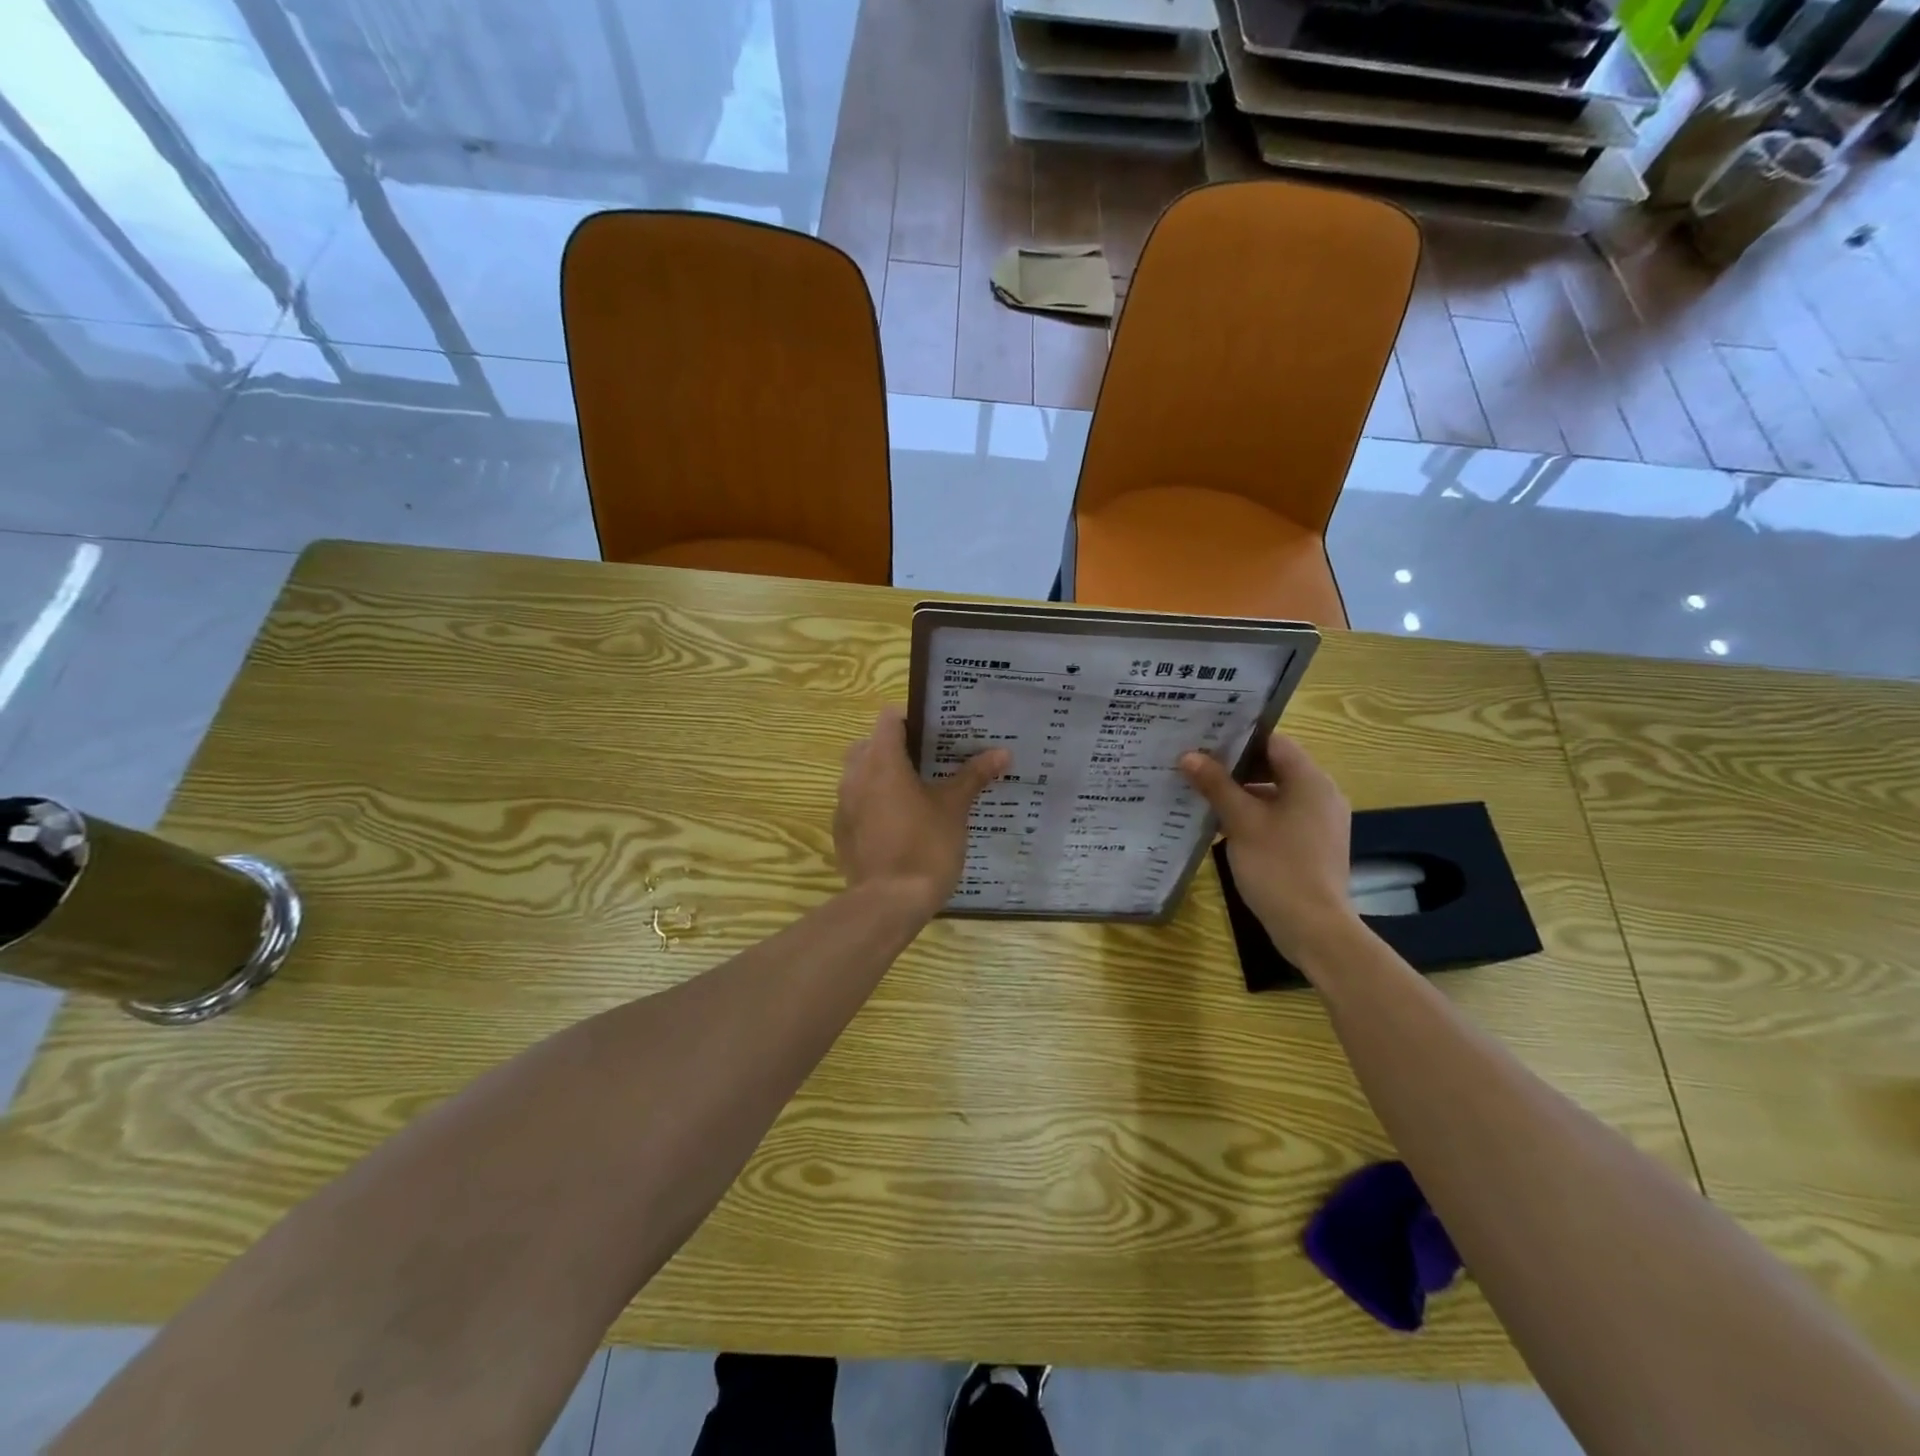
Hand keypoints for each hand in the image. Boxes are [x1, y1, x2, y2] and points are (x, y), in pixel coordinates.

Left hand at [834, 706, 1008, 918]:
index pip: (889, 719)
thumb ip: (973, 776)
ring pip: (860, 774)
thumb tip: (1002, 752)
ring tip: (916, 791)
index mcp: (882, 761)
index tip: (936, 731)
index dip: (912, 719)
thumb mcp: (954, 808)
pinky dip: (873, 803)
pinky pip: (855, 803)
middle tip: (929, 761)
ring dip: (882, 775)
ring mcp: (843, 804)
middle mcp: (854, 776)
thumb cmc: (926, 846)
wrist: (889, 903)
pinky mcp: (841, 831)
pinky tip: (898, 823)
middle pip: (870, 744)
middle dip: (896, 747)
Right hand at [1180, 733, 1359, 968]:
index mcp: (1311, 781)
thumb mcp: (1241, 821)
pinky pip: (1280, 817)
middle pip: (1274, 767)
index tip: (1205, 739)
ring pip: (1274, 795)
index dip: (1239, 738)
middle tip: (1196, 765)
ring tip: (1201, 794)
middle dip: (1234, 768)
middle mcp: (1321, 795)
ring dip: (1241, 794)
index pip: (1274, 742)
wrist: (1313, 927)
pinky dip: (1253, 816)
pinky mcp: (1312, 845)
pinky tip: (1222, 825)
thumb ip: (1215, 785)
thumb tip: (1189, 755)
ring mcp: (1319, 822)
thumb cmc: (1278, 866)